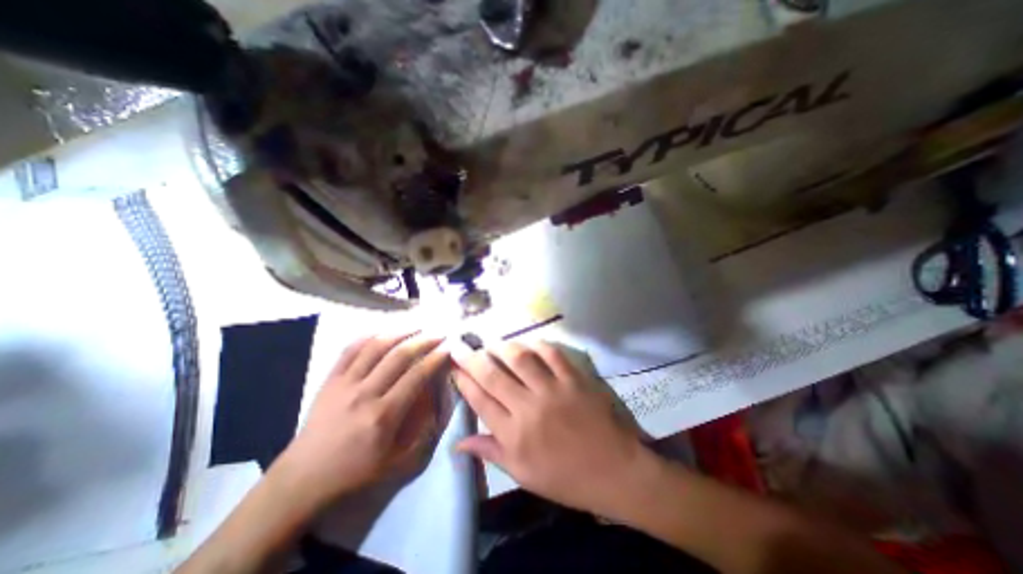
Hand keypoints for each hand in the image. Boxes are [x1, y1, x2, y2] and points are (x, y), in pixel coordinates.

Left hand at [271, 329, 449, 513]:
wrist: (302, 481)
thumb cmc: (355, 474)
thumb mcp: (399, 464)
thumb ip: (425, 434)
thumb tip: (440, 403)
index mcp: (384, 415)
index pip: (417, 376)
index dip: (436, 358)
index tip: (449, 347)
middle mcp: (365, 394)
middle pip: (399, 356)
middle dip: (423, 340)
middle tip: (439, 333)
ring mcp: (344, 384)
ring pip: (375, 347)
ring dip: (399, 332)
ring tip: (416, 326)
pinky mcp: (329, 381)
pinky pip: (350, 350)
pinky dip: (369, 337)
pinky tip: (383, 332)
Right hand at [452, 340, 659, 514]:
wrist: (615, 471)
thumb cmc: (567, 478)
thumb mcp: (524, 474)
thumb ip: (491, 453)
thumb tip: (458, 443)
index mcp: (514, 436)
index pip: (480, 401)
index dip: (464, 382)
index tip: (454, 368)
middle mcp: (529, 408)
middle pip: (493, 376)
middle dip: (472, 358)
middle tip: (461, 345)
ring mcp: (553, 390)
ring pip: (520, 359)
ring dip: (502, 347)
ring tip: (493, 343)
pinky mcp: (574, 379)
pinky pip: (552, 354)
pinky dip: (538, 345)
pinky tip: (529, 343)